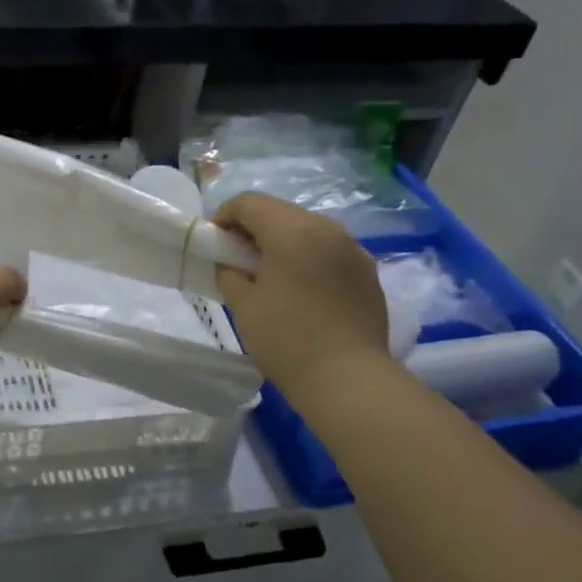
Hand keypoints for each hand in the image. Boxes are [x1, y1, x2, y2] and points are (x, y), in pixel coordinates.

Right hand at [213, 193, 395, 406]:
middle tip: (238, 261)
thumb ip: (229, 272)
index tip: (214, 244)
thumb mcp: (243, 305)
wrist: (347, 378)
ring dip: (283, 242)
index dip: (224, 217)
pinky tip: (302, 290)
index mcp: (292, 231)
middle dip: (254, 229)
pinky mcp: (367, 271)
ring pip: (308, 229)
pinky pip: (330, 250)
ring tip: (271, 276)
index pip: (249, 203)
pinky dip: (309, 258)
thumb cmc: (286, 339)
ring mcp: (353, 249)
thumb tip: (232, 262)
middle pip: (281, 212)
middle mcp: (327, 228)